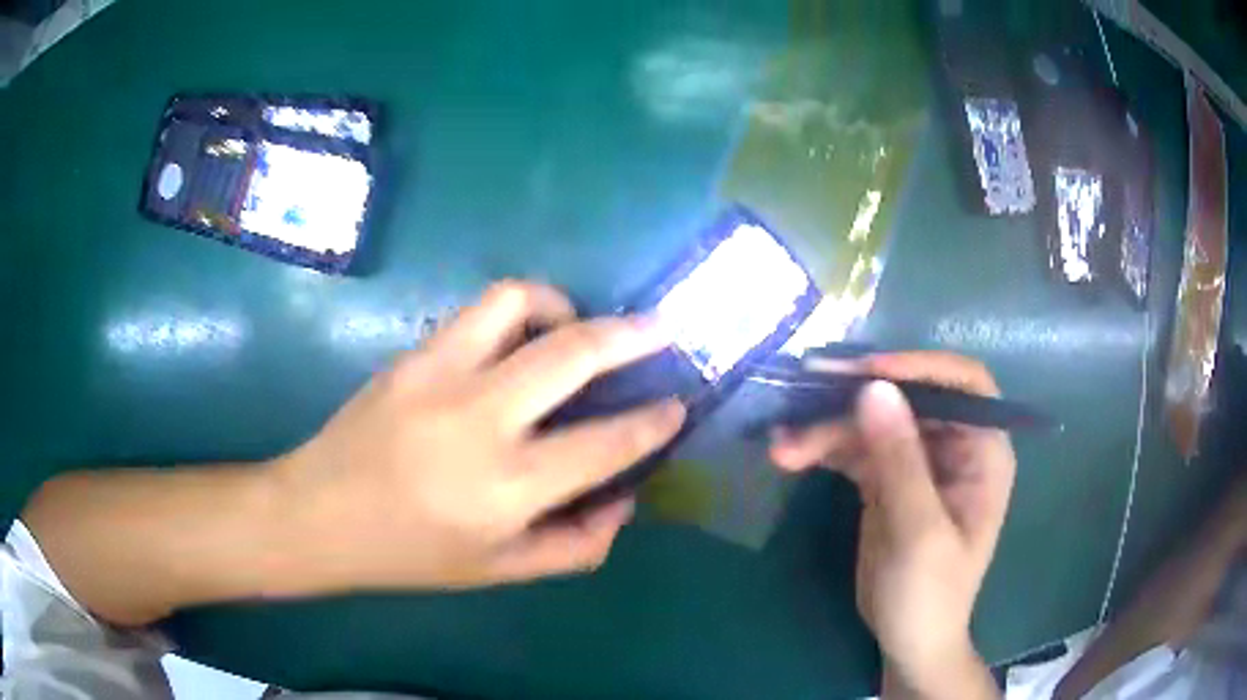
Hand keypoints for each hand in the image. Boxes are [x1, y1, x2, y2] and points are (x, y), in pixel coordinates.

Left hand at [272, 281, 685, 592]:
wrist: (320, 514)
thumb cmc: (411, 553)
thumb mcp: (499, 571)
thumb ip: (576, 544)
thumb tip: (624, 499)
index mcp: (506, 488)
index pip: (605, 444)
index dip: (653, 422)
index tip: (678, 405)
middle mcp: (479, 420)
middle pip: (573, 354)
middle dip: (633, 334)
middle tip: (662, 329)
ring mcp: (440, 375)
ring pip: (519, 302)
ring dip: (564, 305)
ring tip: (578, 327)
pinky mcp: (413, 354)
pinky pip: (479, 312)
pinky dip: (518, 312)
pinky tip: (520, 341)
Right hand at [770, 353, 1014, 696]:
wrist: (908, 641)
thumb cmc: (930, 594)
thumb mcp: (919, 531)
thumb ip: (900, 461)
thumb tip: (873, 389)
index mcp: (983, 451)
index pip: (964, 383)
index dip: (920, 367)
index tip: (867, 373)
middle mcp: (954, 446)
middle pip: (909, 398)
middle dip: (857, 397)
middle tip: (804, 390)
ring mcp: (918, 461)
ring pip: (874, 422)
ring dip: (828, 427)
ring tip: (783, 444)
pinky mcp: (886, 480)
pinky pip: (855, 449)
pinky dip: (824, 448)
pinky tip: (790, 452)